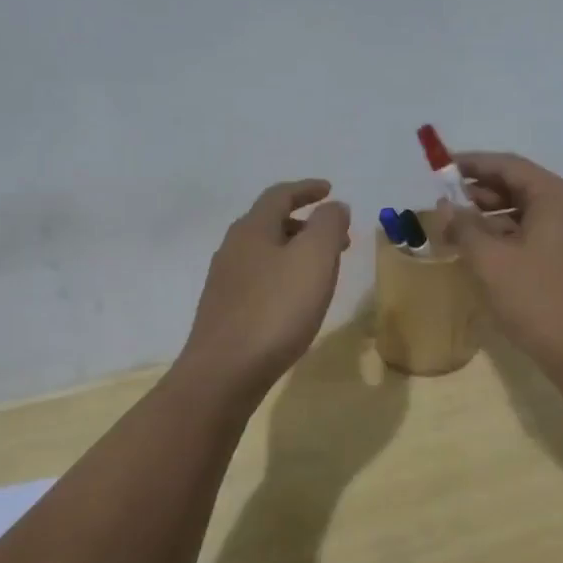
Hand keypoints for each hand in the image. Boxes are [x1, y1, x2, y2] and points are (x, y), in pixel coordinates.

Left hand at [178, 180, 351, 403]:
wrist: (224, 373)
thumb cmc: (275, 310)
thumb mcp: (314, 259)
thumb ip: (328, 225)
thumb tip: (334, 206)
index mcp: (252, 229)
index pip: (280, 195)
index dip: (307, 189)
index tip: (330, 189)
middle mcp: (233, 248)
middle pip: (271, 223)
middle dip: (307, 224)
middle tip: (338, 237)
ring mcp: (225, 281)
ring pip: (266, 252)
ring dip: (296, 251)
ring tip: (323, 270)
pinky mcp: (225, 311)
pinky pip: (259, 279)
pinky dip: (283, 275)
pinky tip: (295, 299)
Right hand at [436, 152, 562, 378]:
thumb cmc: (538, 299)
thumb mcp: (491, 261)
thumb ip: (464, 227)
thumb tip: (446, 206)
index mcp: (555, 196)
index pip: (508, 165)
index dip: (472, 164)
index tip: (440, 168)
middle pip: (518, 186)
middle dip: (479, 191)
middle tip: (443, 200)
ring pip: (524, 211)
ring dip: (490, 215)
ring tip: (455, 226)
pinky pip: (533, 232)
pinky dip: (505, 235)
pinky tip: (480, 249)